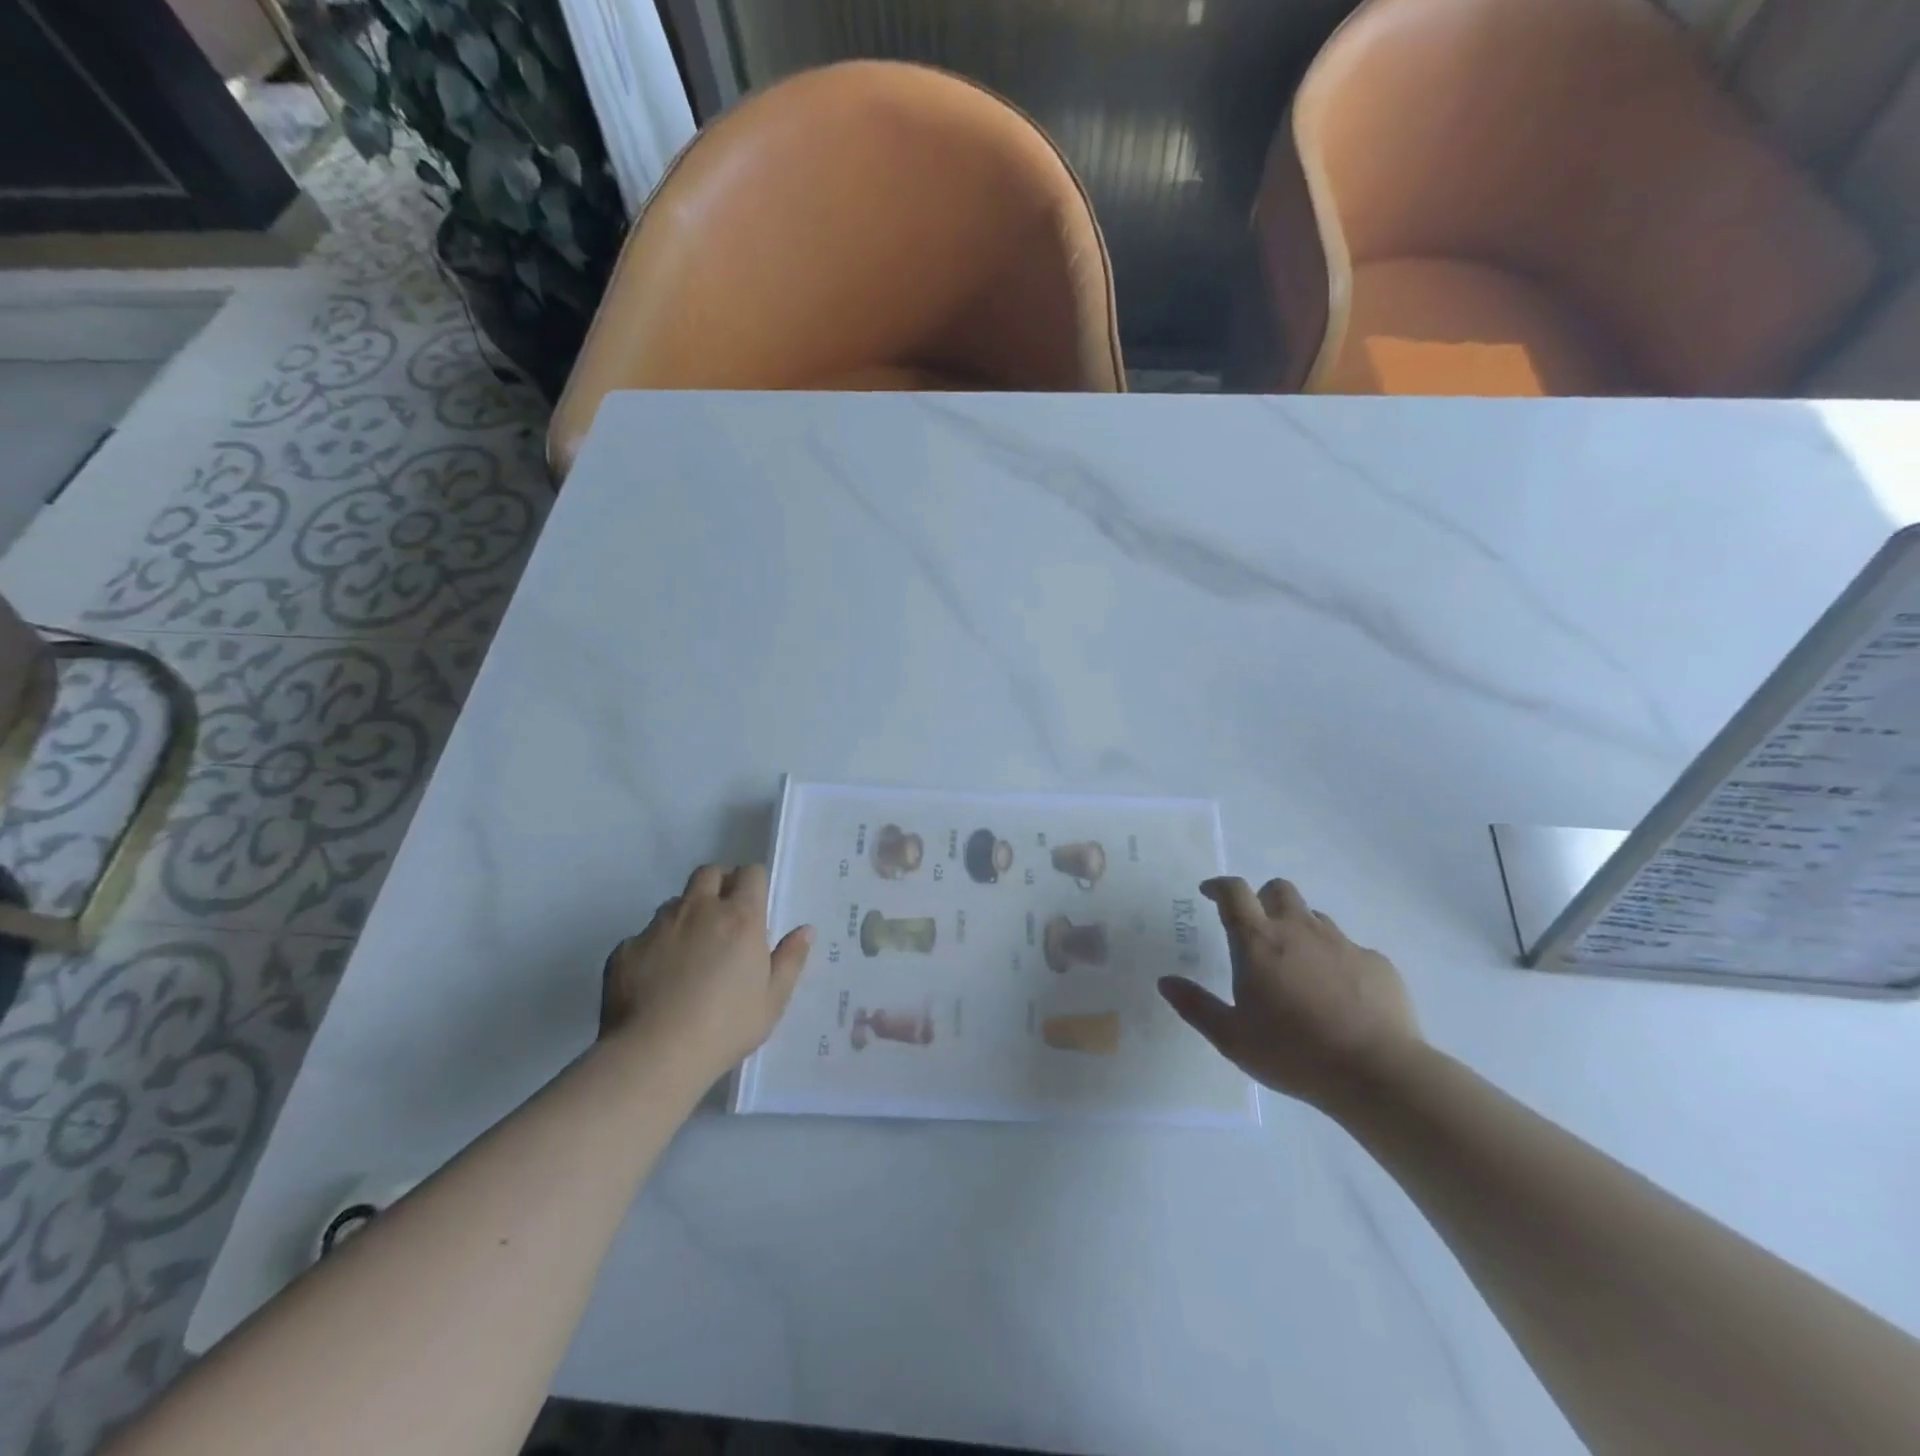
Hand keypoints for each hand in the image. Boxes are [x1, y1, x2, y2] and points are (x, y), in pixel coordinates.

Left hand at [601, 864, 811, 1079]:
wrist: (655, 1054)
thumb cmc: (726, 1026)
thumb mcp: (773, 1000)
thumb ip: (790, 959)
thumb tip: (804, 930)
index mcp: (740, 917)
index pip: (750, 873)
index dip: (753, 883)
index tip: (754, 906)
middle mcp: (698, 910)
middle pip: (709, 873)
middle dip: (718, 885)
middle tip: (723, 919)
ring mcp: (658, 927)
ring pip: (675, 903)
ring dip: (686, 915)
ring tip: (689, 953)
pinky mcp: (626, 949)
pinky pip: (644, 936)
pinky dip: (654, 948)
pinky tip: (656, 981)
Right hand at [1158, 877, 1419, 1110]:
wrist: (1377, 1073)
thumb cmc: (1293, 1052)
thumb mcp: (1231, 1037)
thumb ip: (1196, 1006)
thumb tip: (1165, 981)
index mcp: (1258, 941)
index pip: (1234, 892)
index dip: (1219, 886)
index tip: (1209, 893)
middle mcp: (1299, 930)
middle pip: (1279, 890)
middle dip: (1263, 899)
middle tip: (1257, 928)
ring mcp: (1342, 943)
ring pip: (1315, 917)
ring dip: (1300, 929)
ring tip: (1298, 966)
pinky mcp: (1377, 963)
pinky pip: (1351, 949)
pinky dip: (1337, 961)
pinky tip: (1340, 995)